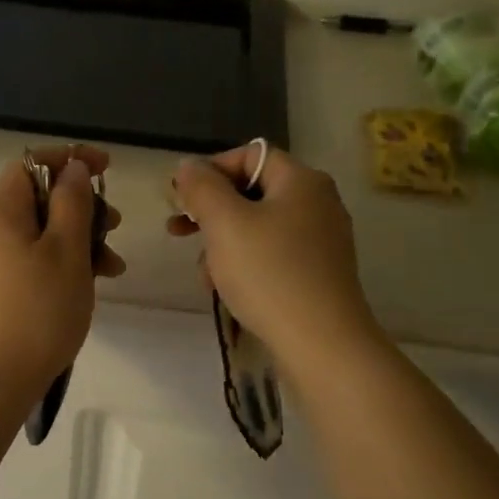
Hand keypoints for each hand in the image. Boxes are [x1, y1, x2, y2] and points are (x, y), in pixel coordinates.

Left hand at [0, 144, 125, 413]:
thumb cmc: (36, 314)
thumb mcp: (67, 253)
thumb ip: (73, 203)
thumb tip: (72, 168)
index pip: (32, 163)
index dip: (71, 160)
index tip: (108, 169)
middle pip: (33, 200)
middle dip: (79, 209)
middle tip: (115, 231)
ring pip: (30, 235)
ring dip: (72, 242)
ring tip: (110, 272)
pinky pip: (19, 261)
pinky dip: (50, 265)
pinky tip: (78, 290)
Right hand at [168, 144, 381, 381]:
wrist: (321, 342)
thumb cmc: (269, 274)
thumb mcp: (225, 224)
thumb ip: (202, 188)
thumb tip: (188, 165)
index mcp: (301, 181)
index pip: (249, 155)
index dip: (210, 171)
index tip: (179, 198)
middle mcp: (317, 203)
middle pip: (252, 192)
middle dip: (211, 212)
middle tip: (177, 231)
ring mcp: (321, 241)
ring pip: (258, 228)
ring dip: (223, 245)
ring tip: (204, 274)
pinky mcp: (318, 273)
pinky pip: (272, 256)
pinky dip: (245, 265)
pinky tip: (228, 290)